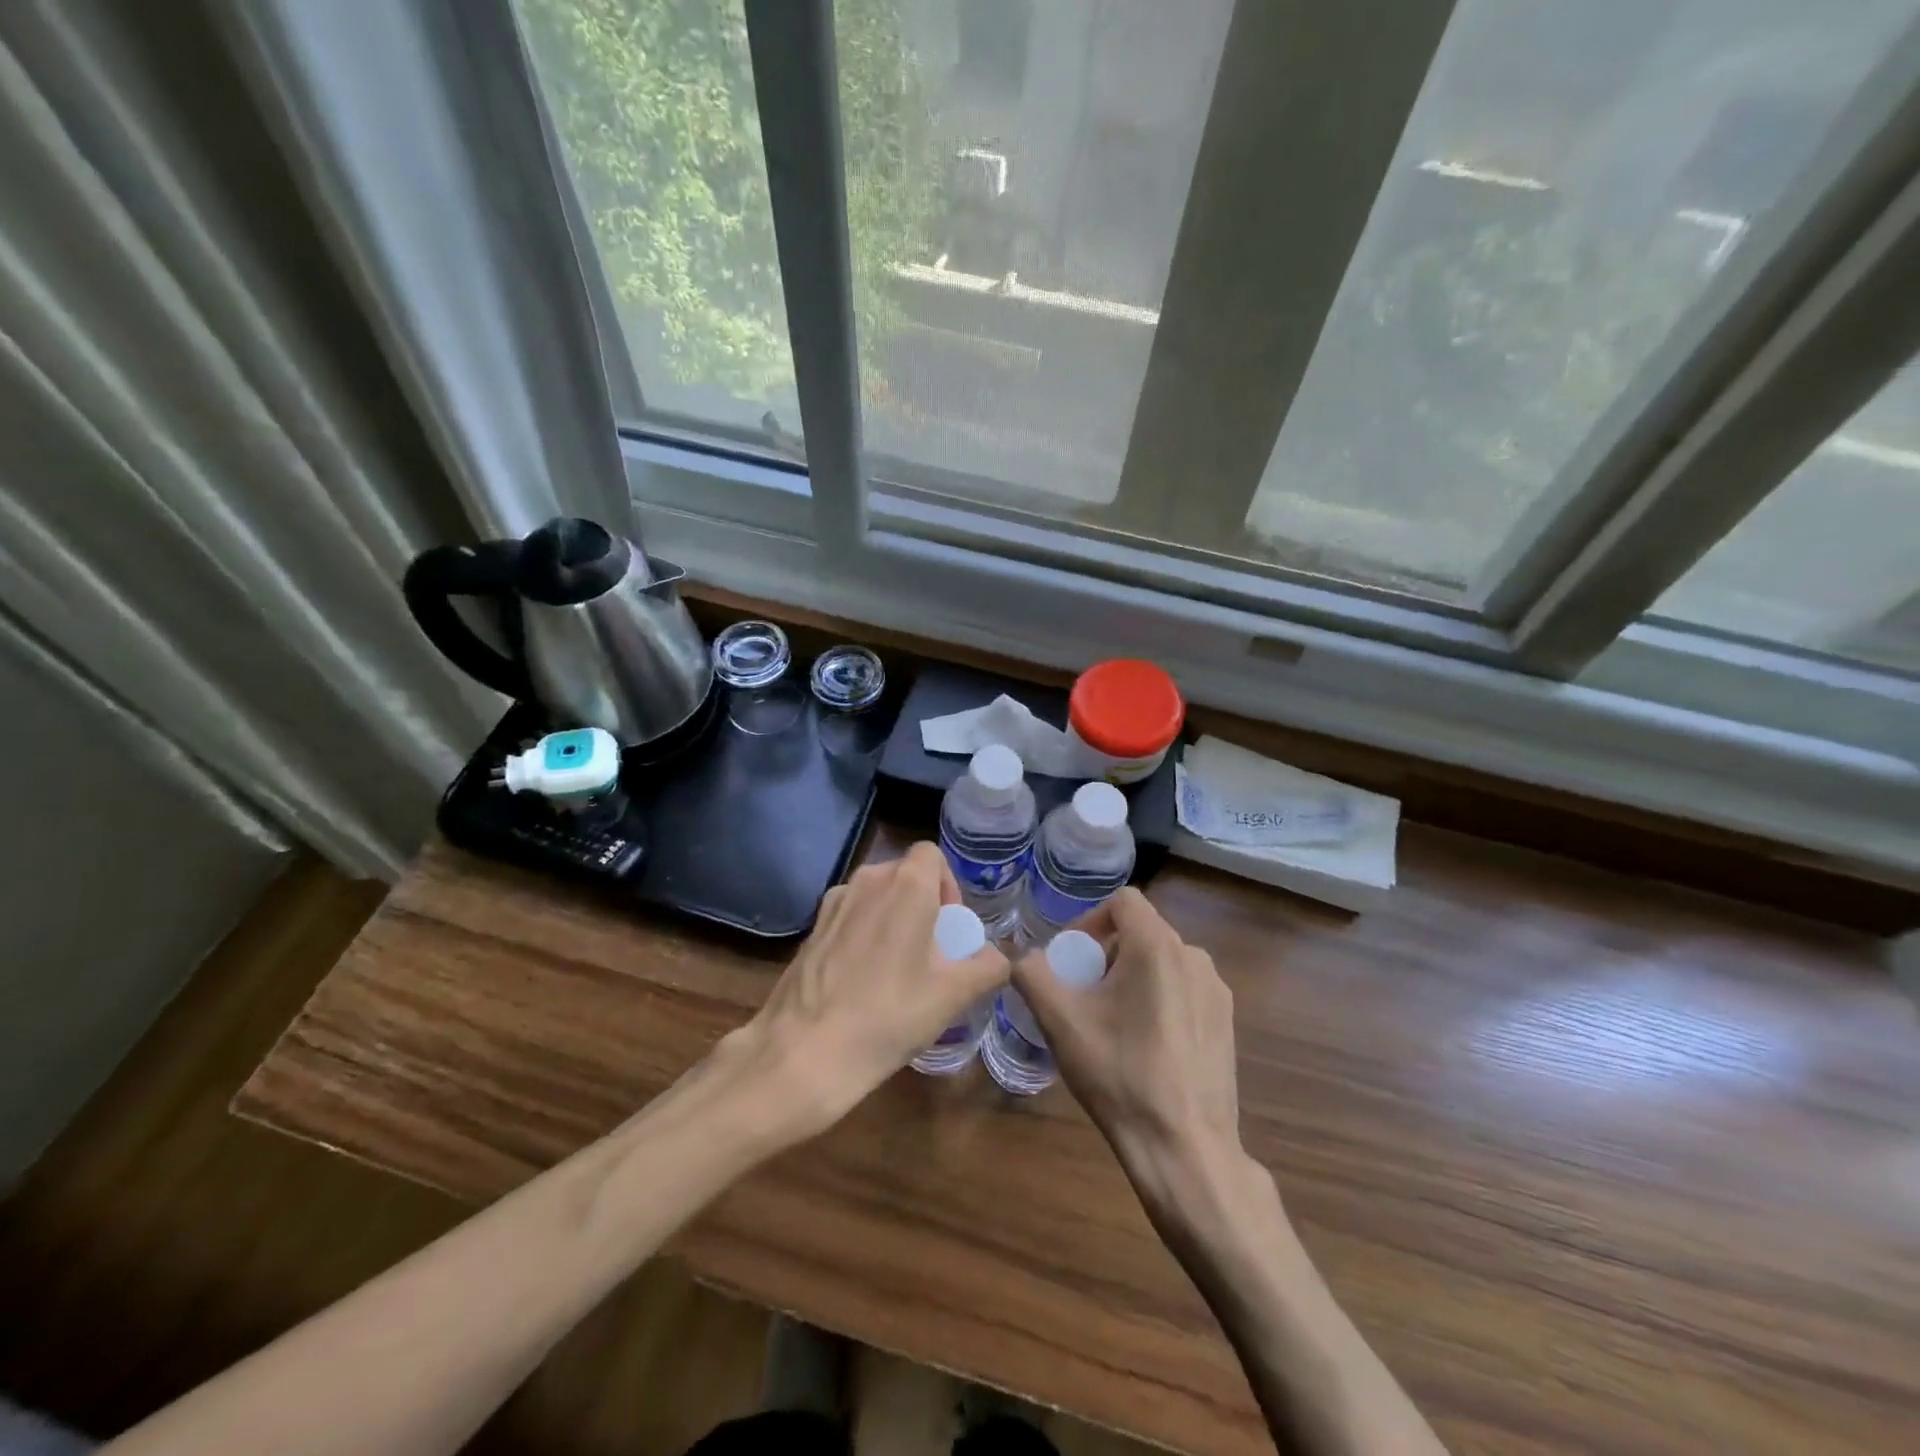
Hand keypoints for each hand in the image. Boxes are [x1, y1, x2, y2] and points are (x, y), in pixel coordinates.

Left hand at [725, 841, 1007, 1140]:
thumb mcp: (953, 995)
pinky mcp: (811, 929)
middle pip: (904, 875)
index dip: (948, 885)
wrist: (804, 1051)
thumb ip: (987, 967)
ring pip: (875, 896)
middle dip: (923, 904)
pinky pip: (850, 917)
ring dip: (892, 918)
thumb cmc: (889, 1015)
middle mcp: (867, 881)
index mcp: (905, 885)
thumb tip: (997, 957)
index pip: (931, 854)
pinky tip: (863, 980)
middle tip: (931, 953)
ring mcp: (833, 903)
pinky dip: (864, 934)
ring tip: (898, 969)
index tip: (949, 928)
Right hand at [1012, 889, 1241, 1181]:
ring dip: (1131, 976)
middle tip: (1083, 994)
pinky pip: (1183, 989)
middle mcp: (1194, 957)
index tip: (1072, 959)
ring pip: (1163, 961)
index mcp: (1157, 947)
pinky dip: (1158, 998)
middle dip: (1106, 953)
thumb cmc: (1119, 1075)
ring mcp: (1216, 991)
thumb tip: (1022, 958)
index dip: (1090, 920)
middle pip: (1141, 931)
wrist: (1185, 1148)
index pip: (1123, 901)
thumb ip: (1032, 975)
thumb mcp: (1060, 1022)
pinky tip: (1144, 1044)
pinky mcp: (1227, 1021)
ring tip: (1110, 1021)